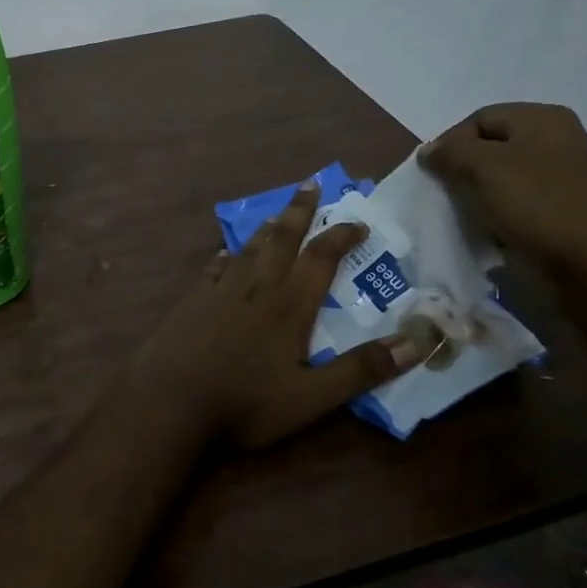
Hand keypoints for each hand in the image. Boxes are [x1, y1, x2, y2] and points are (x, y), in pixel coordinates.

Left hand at [128, 181, 430, 448]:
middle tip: (310, 184)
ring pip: (247, 250)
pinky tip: (224, 257)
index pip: (321, 258)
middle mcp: (255, 288)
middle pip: (281, 239)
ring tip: (276, 215)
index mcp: (288, 305)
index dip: (341, 236)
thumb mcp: (311, 398)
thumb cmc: (243, 403)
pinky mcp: (191, 303)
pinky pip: (214, 270)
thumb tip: (419, 342)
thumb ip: (360, 370)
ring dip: (266, 230)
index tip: (359, 223)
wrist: (167, 403)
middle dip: (300, 211)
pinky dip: (226, 258)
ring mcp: (218, 292)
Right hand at [420, 104, 586, 293]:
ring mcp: (564, 179)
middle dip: (463, 172)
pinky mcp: (564, 213)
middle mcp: (557, 142)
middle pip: (491, 149)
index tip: (431, 176)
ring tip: (466, 219)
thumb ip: (451, 154)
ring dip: (479, 198)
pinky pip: (519, 207)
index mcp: (543, 120)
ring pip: (503, 181)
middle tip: (446, 198)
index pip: (478, 119)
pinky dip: (499, 218)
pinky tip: (491, 236)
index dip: (449, 143)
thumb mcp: (485, 169)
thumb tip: (429, 151)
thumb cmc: (541, 206)